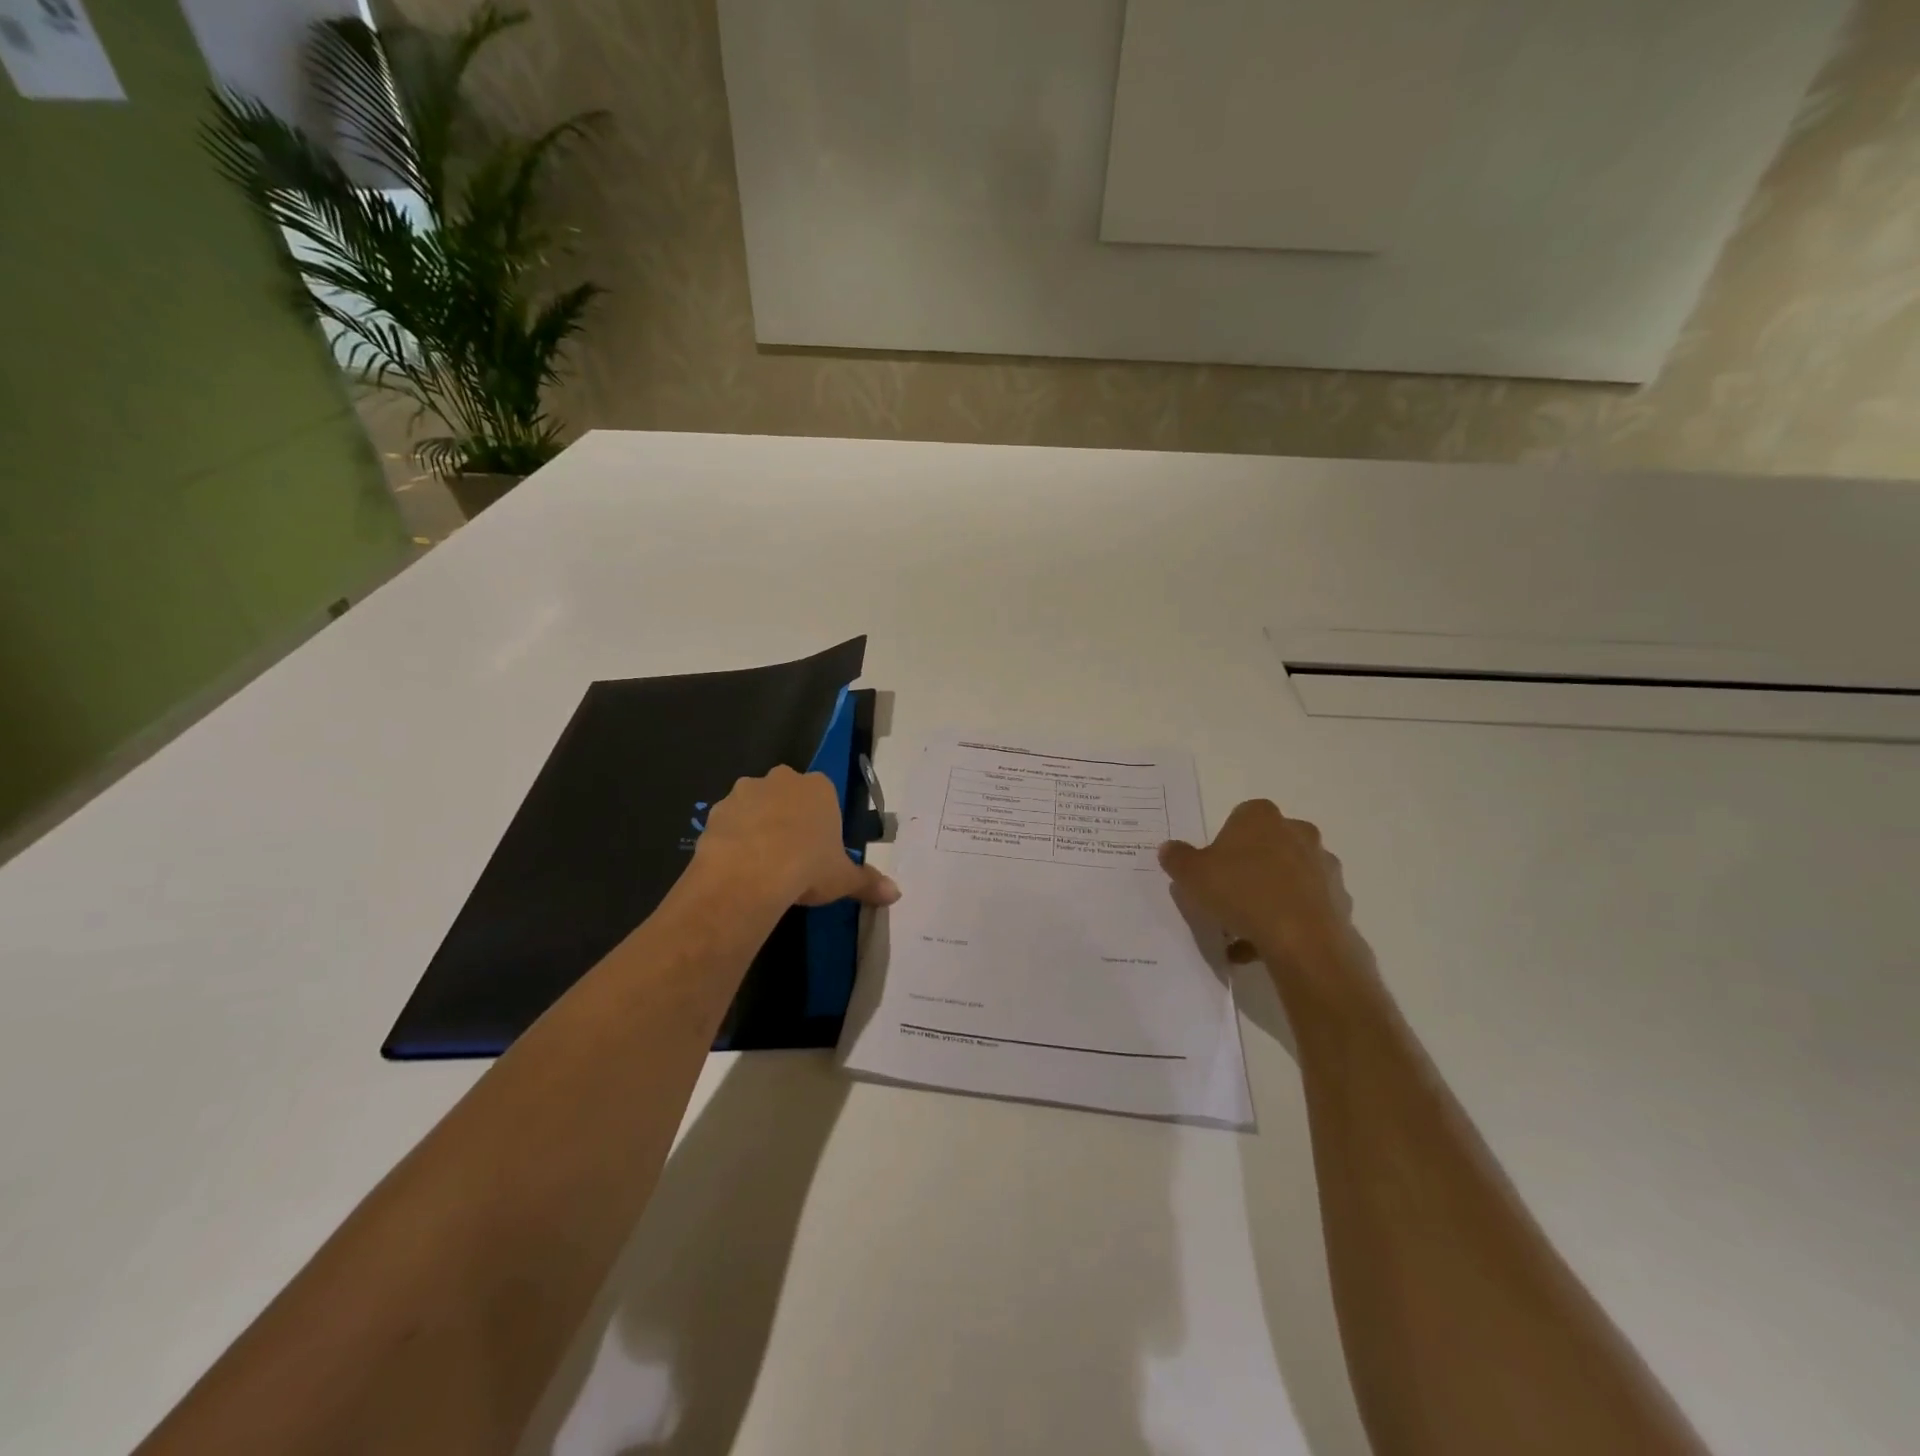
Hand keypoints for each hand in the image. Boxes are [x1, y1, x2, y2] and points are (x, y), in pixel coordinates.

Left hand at [694, 765, 900, 908]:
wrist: (748, 875)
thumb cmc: (807, 867)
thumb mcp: (844, 879)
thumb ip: (868, 882)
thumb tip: (896, 894)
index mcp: (819, 787)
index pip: (824, 795)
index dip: (821, 821)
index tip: (819, 848)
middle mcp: (782, 780)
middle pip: (788, 795)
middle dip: (788, 816)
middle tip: (791, 854)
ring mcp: (745, 792)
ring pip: (755, 805)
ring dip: (758, 825)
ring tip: (761, 863)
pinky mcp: (715, 811)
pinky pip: (729, 823)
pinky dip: (733, 838)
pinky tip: (737, 866)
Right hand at [1159, 799, 1358, 990]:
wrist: (1302, 939)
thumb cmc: (1242, 892)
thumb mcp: (1191, 875)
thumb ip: (1177, 858)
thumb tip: (1169, 848)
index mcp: (1262, 817)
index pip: (1240, 818)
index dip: (1224, 844)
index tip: (1212, 869)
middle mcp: (1298, 833)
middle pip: (1267, 847)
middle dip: (1249, 868)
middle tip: (1226, 896)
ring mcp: (1323, 867)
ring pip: (1287, 878)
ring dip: (1268, 897)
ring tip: (1242, 930)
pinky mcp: (1338, 900)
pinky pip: (1303, 907)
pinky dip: (1286, 922)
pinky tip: (1262, 946)